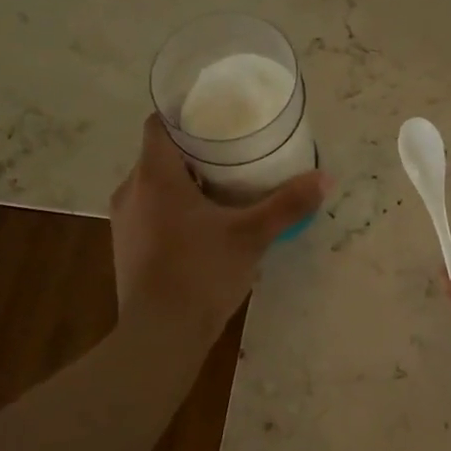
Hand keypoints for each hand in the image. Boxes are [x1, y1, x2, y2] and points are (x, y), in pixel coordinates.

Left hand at [111, 114, 326, 346]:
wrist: (160, 335)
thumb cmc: (201, 272)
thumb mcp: (251, 236)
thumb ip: (287, 204)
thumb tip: (326, 177)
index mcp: (155, 176)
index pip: (159, 124)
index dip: (184, 115)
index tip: (215, 118)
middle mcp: (131, 191)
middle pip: (160, 156)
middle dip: (194, 153)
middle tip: (233, 154)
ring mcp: (124, 222)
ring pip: (154, 187)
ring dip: (184, 184)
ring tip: (223, 190)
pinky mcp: (126, 249)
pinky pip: (150, 214)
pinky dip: (173, 210)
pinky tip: (203, 228)